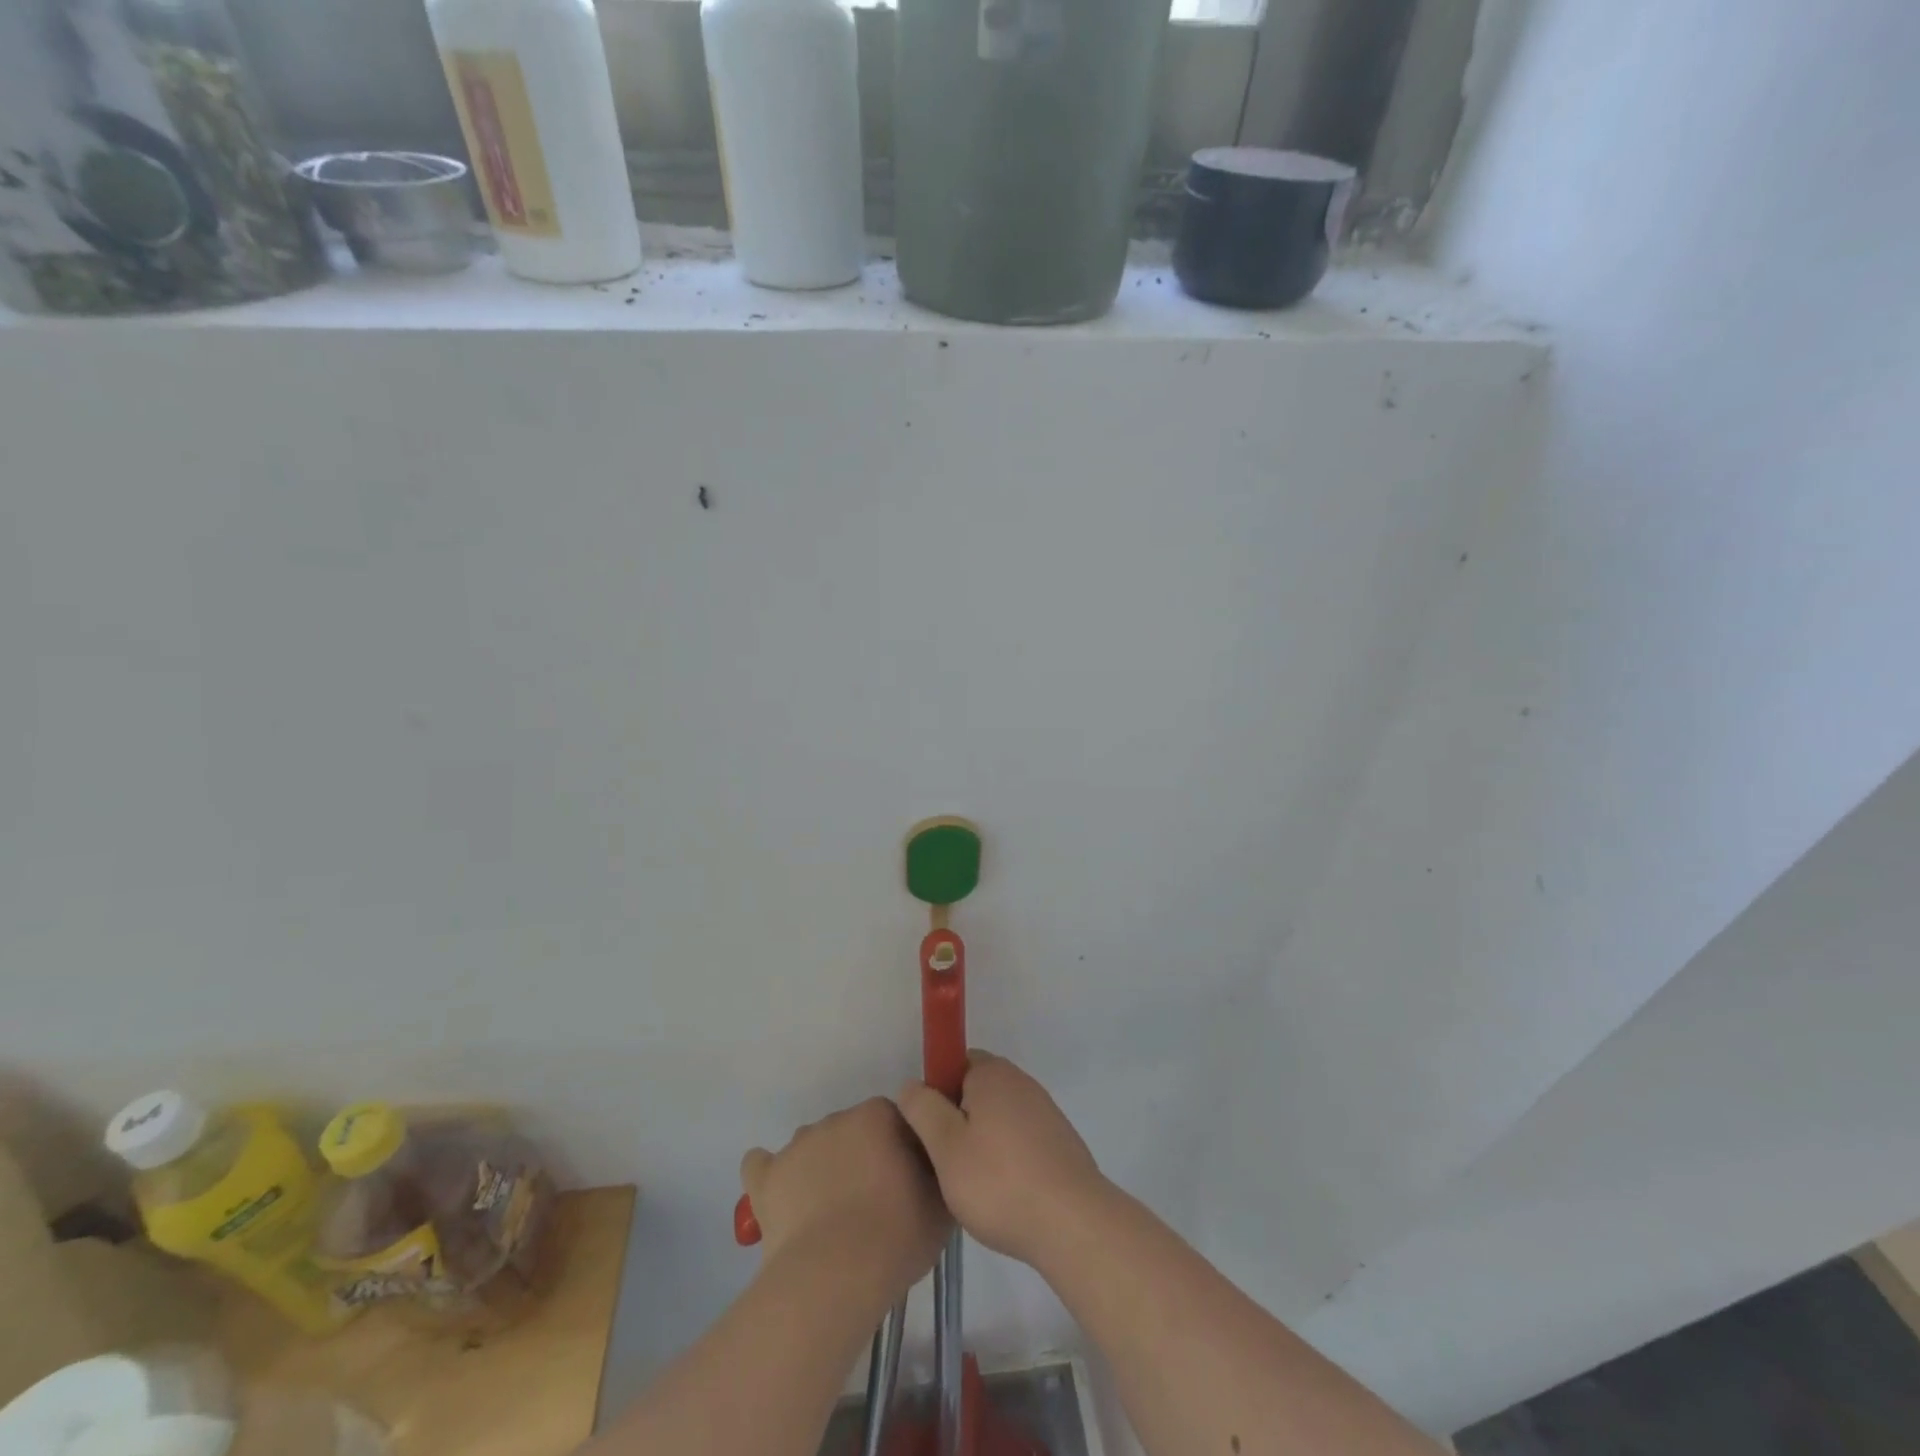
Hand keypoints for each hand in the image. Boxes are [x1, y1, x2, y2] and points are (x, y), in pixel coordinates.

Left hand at [740, 1098, 949, 1299]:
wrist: (834, 1278)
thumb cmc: (896, 1236)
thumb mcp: (941, 1205)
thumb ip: (937, 1173)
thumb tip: (931, 1168)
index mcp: (878, 1115)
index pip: (895, 1121)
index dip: (902, 1151)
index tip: (907, 1184)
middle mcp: (835, 1118)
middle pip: (852, 1132)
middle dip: (861, 1158)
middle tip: (873, 1205)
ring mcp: (797, 1145)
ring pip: (813, 1147)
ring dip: (821, 1169)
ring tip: (830, 1216)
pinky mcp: (766, 1177)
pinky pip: (762, 1165)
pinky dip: (771, 1177)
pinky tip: (780, 1198)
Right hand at [896, 1050, 1109, 1270]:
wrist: (1072, 1222)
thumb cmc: (999, 1180)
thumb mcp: (945, 1146)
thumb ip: (923, 1109)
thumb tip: (912, 1085)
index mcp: (993, 1074)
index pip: (957, 1061)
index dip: (938, 1090)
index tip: (931, 1129)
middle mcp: (1021, 1082)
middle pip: (978, 1090)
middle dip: (959, 1118)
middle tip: (947, 1160)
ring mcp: (1045, 1111)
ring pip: (999, 1117)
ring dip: (983, 1140)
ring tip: (973, 1184)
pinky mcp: (1059, 1142)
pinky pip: (1021, 1139)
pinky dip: (1008, 1157)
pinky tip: (1003, 1193)